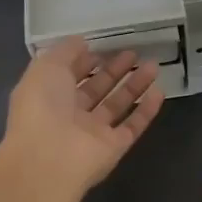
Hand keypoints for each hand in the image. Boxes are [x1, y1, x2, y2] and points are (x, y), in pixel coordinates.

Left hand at [1, 38, 164, 197]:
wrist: (49, 158)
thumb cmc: (42, 106)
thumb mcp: (46, 66)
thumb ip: (65, 51)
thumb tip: (82, 42)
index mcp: (48, 95)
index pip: (69, 75)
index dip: (84, 61)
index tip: (103, 47)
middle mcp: (70, 115)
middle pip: (96, 89)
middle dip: (114, 70)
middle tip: (134, 53)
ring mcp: (93, 133)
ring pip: (117, 105)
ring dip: (134, 85)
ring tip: (153, 65)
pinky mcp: (113, 147)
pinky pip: (132, 126)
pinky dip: (146, 110)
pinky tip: (160, 91)